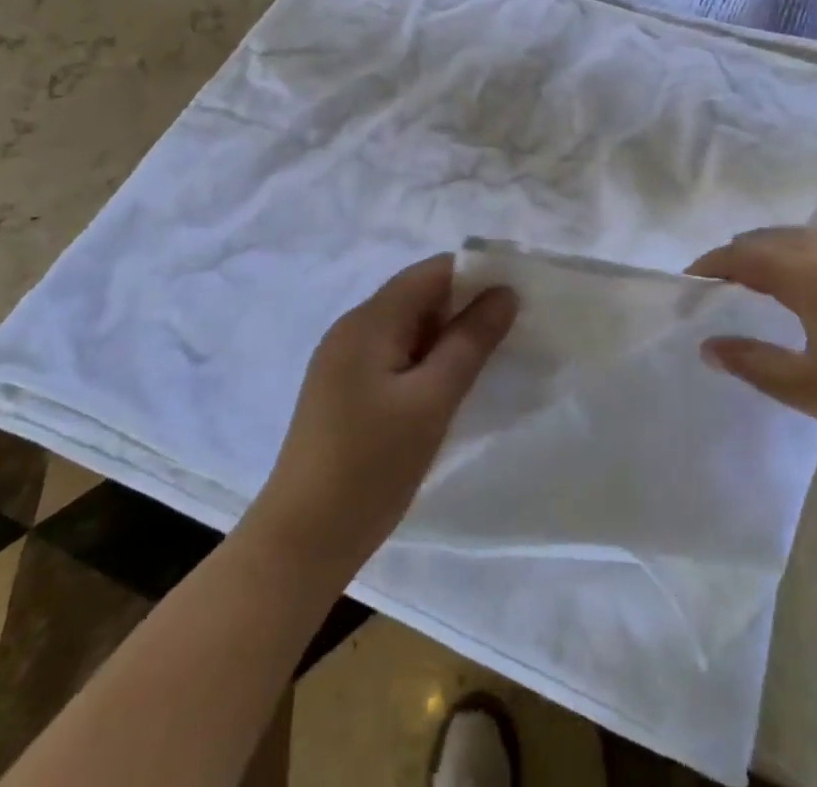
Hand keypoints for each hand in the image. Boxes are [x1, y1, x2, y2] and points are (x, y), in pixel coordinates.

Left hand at [256, 254, 516, 573]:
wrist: (301, 544)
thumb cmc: (371, 467)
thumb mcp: (432, 400)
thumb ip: (471, 341)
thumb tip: (505, 292)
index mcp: (368, 321)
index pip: (430, 272)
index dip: (475, 275)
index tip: (515, 296)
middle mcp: (352, 329)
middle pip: (418, 296)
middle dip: (464, 306)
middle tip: (509, 333)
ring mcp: (343, 361)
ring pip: (407, 327)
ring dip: (446, 336)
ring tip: (486, 361)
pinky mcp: (343, 390)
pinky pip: (393, 354)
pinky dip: (425, 359)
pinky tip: (446, 387)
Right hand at [690, 228, 816, 478]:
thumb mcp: (805, 387)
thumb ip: (750, 362)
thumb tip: (707, 346)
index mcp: (808, 274)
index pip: (744, 255)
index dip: (712, 265)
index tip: (689, 281)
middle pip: (769, 238)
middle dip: (738, 255)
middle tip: (716, 284)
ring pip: (799, 236)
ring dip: (769, 250)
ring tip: (753, 279)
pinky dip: (800, 251)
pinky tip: (803, 279)